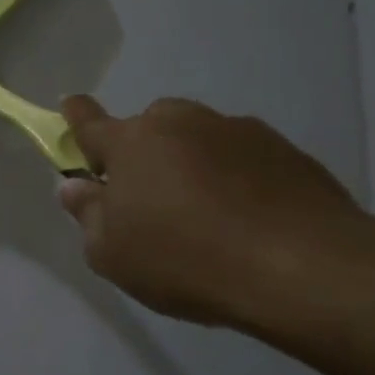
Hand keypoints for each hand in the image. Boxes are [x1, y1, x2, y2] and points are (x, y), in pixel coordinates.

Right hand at [56, 95, 366, 326]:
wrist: (304, 268)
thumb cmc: (185, 259)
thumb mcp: (111, 253)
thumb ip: (87, 214)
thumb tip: (75, 185)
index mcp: (132, 143)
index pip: (91, 122)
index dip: (76, 116)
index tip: (70, 105)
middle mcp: (182, 123)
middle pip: (149, 127)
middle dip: (142, 150)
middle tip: (148, 196)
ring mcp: (238, 131)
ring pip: (198, 139)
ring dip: (190, 163)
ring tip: (204, 214)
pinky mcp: (285, 150)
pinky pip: (241, 158)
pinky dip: (234, 177)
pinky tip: (244, 218)